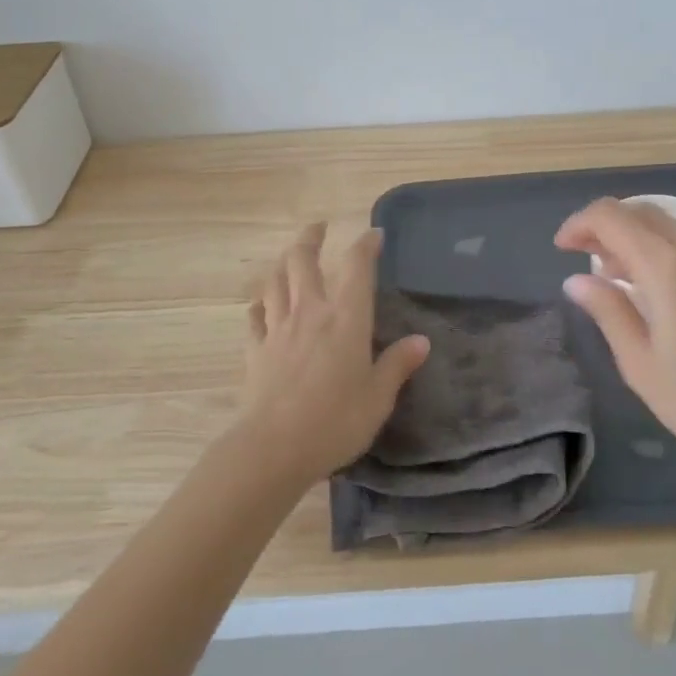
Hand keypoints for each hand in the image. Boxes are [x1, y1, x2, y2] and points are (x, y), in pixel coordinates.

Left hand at [235, 222, 430, 486]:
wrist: (274, 447)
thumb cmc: (336, 421)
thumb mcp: (378, 397)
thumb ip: (397, 365)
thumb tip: (420, 341)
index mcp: (346, 318)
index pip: (357, 267)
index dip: (366, 245)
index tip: (374, 234)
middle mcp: (310, 312)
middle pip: (303, 261)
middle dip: (311, 238)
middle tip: (319, 227)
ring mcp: (278, 328)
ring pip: (275, 281)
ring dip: (284, 263)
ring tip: (291, 258)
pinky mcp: (256, 350)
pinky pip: (255, 316)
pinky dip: (260, 304)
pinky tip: (262, 304)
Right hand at [554, 198, 675, 480]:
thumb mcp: (641, 364)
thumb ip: (608, 311)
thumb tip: (576, 280)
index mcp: (667, 267)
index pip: (612, 216)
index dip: (579, 224)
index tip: (561, 249)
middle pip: (640, 211)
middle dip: (604, 226)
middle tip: (582, 260)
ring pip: (666, 225)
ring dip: (633, 236)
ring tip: (614, 278)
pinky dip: (659, 248)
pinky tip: (653, 288)